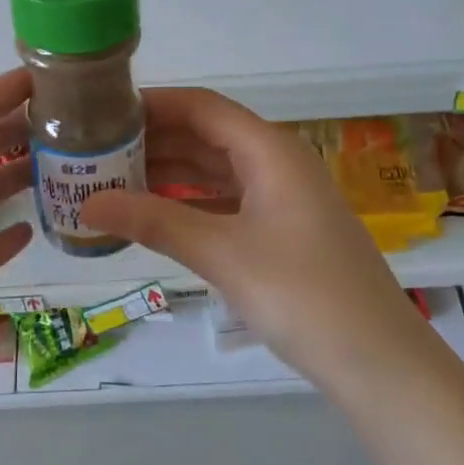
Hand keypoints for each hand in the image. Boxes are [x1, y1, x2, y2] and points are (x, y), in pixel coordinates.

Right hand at [81, 88, 422, 385]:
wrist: (377, 361)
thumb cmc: (302, 293)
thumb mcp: (222, 253)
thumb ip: (154, 223)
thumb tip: (86, 204)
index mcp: (270, 150)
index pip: (202, 107)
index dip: (154, 104)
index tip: (104, 110)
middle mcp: (277, 163)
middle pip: (207, 136)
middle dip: (154, 140)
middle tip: (96, 150)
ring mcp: (282, 199)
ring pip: (216, 171)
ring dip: (169, 173)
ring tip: (113, 180)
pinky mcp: (282, 232)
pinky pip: (227, 202)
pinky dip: (190, 203)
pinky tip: (154, 216)